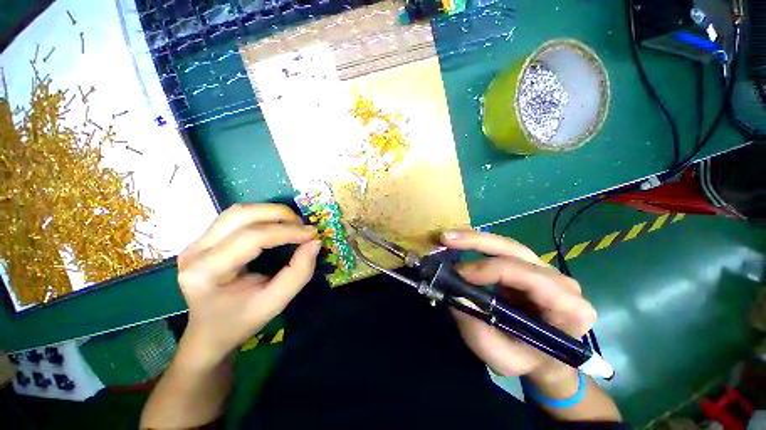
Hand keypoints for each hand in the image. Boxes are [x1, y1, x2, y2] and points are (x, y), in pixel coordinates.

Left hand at [176, 203, 320, 367]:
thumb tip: (315, 243)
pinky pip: (237, 217)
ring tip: (293, 224)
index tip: (312, 234)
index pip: (252, 238)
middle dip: (279, 214)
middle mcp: (196, 251)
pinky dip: (262, 216)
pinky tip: (277, 226)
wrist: (209, 333)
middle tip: (303, 225)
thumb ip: (299, 272)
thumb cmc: (240, 322)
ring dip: (271, 212)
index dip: (287, 232)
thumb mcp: (275, 303)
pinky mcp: (204, 239)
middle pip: (241, 215)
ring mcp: (197, 242)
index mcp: (207, 272)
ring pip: (238, 211)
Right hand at [441, 230, 596, 382]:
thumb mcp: (503, 358)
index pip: (525, 275)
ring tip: (448, 238)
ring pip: (506, 245)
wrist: (543, 360)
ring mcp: (544, 270)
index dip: (487, 269)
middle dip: (476, 242)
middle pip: (515, 250)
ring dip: (474, 239)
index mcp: (567, 306)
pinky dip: (477, 247)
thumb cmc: (528, 362)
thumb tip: (455, 295)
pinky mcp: (528, 267)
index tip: (457, 274)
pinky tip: (459, 245)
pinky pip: (501, 251)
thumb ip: (479, 332)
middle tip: (446, 239)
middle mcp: (560, 281)